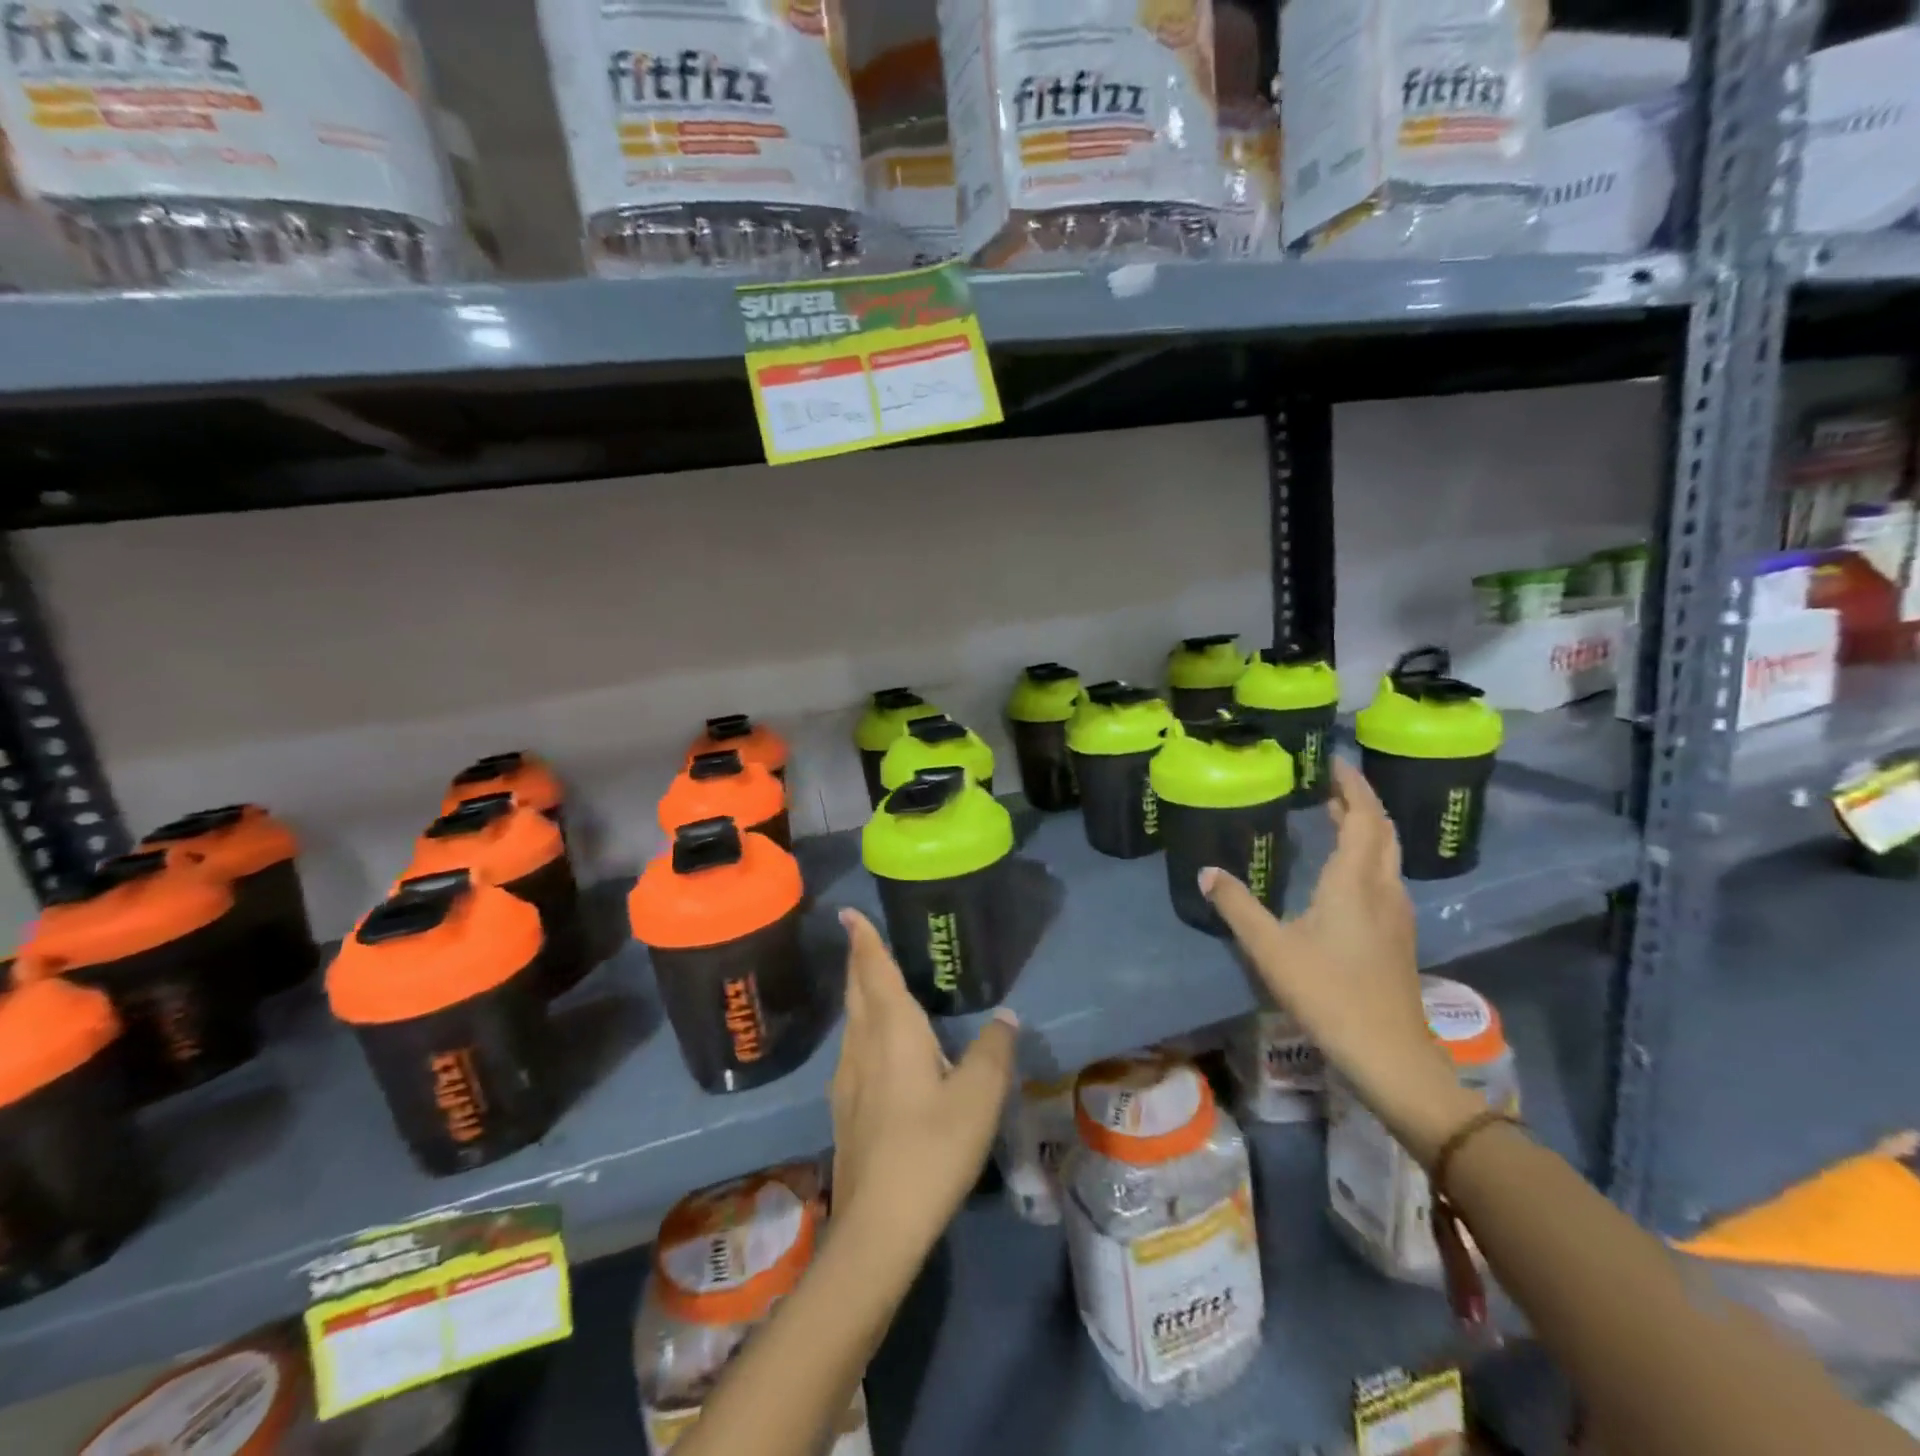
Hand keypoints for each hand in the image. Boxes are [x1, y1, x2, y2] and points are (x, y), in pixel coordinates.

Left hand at [828, 909, 1017, 1258]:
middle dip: (858, 960)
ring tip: (872, 981)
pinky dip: (863, 1026)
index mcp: (892, 1031)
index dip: (863, 939)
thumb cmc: (931, 1149)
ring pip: (852, 1021)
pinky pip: (853, 1047)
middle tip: (859, 936)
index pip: (873, 970)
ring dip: (859, 993)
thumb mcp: (979, 1097)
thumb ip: (993, 1051)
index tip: (848, 912)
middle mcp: (862, 1045)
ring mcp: (847, 1079)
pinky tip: (877, 1045)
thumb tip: (1005, 1016)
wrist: (878, 1226)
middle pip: (857, 991)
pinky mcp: (846, 1107)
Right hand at [1200, 757, 1480, 1162]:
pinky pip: (1385, 877)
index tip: (1334, 762)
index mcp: (1355, 881)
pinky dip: (1367, 856)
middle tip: (1329, 784)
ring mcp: (1397, 914)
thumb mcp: (1269, 948)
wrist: (1388, 1053)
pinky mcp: (1399, 936)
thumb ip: (1237, 906)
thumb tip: (1206, 872)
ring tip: (1334, 817)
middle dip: (1360, 802)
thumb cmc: (1328, 992)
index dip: (1352, 786)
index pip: (1363, 816)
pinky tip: (1344, 874)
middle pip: (1382, 831)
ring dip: (1366, 829)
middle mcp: (1383, 888)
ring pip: (1387, 855)